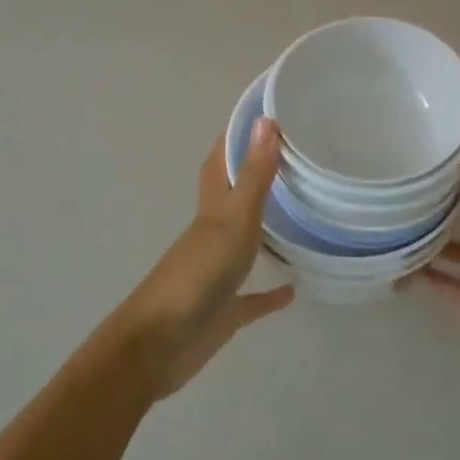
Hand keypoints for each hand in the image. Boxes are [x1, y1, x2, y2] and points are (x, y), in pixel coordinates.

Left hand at [108, 118, 294, 400]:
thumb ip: (253, 174)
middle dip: (256, 177)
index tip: (265, 114)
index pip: (221, 161)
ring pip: (244, 242)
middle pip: (233, 197)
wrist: (160, 344)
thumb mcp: (232, 218)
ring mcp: (218, 272)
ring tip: (300, 216)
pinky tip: (295, 288)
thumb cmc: (198, 273)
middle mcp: (213, 234)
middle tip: (294, 160)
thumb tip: (266, 119)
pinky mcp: (225, 311)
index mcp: (212, 208)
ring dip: (266, 230)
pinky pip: (253, 298)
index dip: (238, 136)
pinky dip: (271, 293)